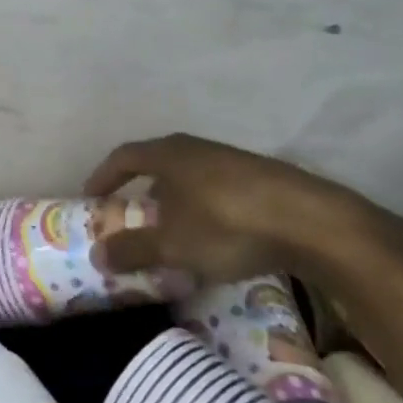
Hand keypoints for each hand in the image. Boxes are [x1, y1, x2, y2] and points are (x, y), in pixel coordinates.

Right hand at [82, 132, 402, 284]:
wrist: (312, 222)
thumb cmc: (227, 225)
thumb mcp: (172, 245)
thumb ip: (133, 249)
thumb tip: (97, 255)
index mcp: (167, 154)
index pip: (123, 157)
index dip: (103, 177)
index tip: (91, 198)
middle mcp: (195, 148)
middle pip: (157, 164)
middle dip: (141, 191)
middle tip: (132, 218)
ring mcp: (231, 159)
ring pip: (190, 177)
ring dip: (175, 202)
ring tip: (174, 232)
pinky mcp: (261, 177)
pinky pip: (217, 189)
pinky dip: (205, 208)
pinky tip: (215, 236)